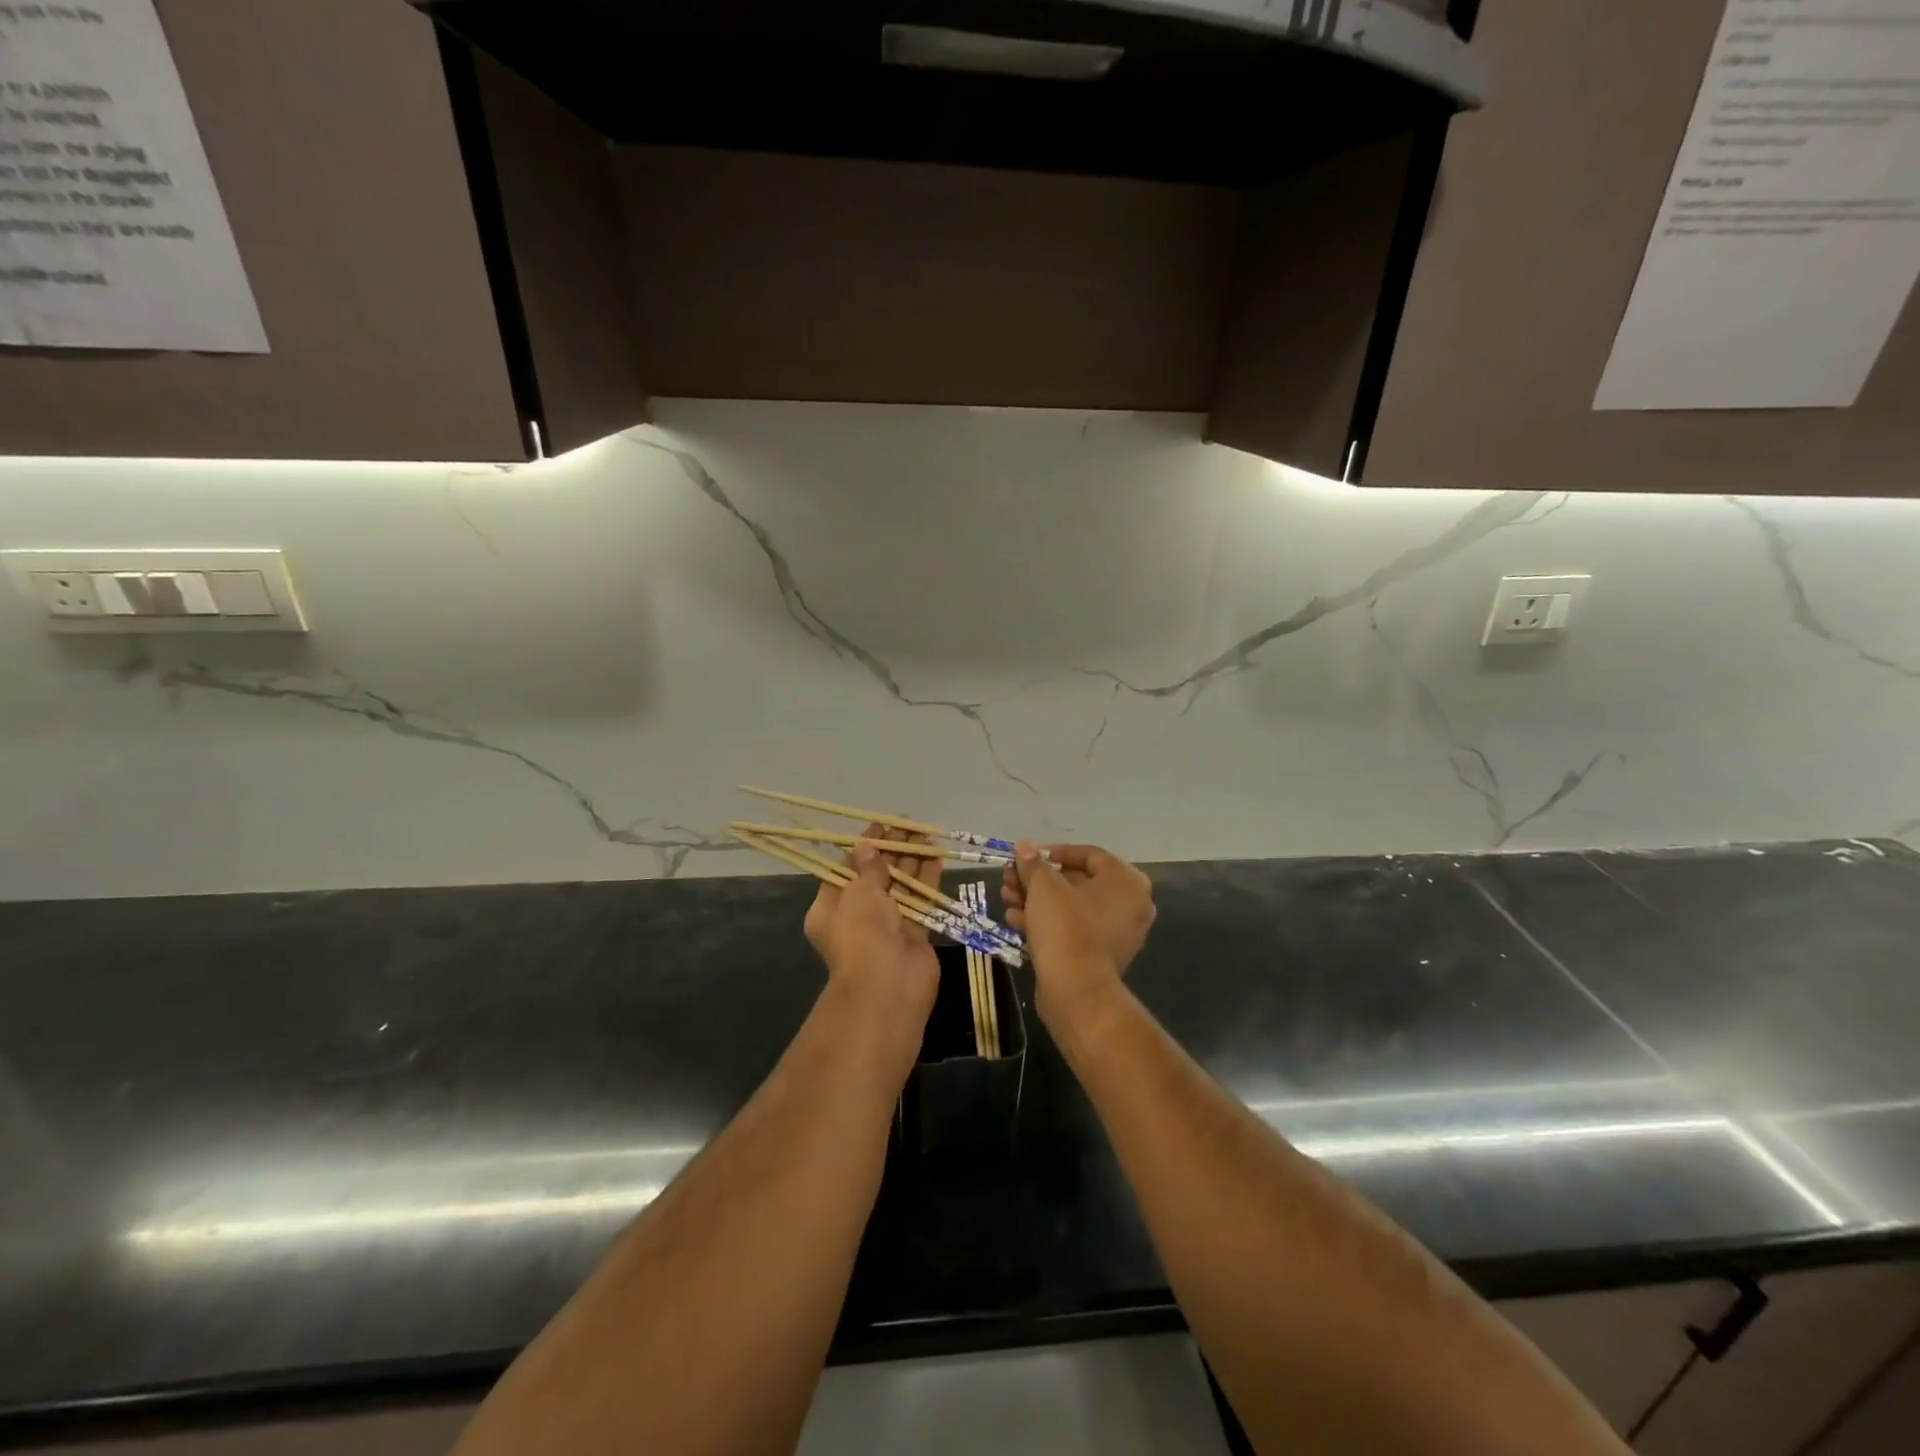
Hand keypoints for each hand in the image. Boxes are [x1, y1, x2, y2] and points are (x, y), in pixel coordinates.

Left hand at [804, 825, 940, 1045]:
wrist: (888, 985)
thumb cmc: (862, 933)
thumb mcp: (859, 892)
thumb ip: (868, 868)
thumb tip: (867, 846)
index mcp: (831, 907)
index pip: (846, 869)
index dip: (864, 846)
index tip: (881, 825)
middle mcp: (857, 915)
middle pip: (876, 875)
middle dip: (892, 850)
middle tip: (909, 825)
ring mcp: (887, 925)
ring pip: (901, 886)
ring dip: (912, 861)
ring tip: (926, 834)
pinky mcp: (914, 933)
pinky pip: (920, 901)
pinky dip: (928, 880)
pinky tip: (937, 857)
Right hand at [1002, 842, 1154, 1027]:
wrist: (1076, 992)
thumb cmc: (1066, 928)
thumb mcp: (1044, 888)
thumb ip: (1033, 863)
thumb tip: (1023, 846)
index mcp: (1126, 881)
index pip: (1088, 854)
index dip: (1052, 852)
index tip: (1025, 857)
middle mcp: (1130, 904)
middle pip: (1077, 880)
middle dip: (1038, 879)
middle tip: (1009, 878)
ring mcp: (1118, 932)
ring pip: (1071, 906)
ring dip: (1037, 900)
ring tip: (1007, 899)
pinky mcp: (1101, 955)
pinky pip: (1074, 928)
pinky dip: (1048, 922)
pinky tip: (1016, 921)